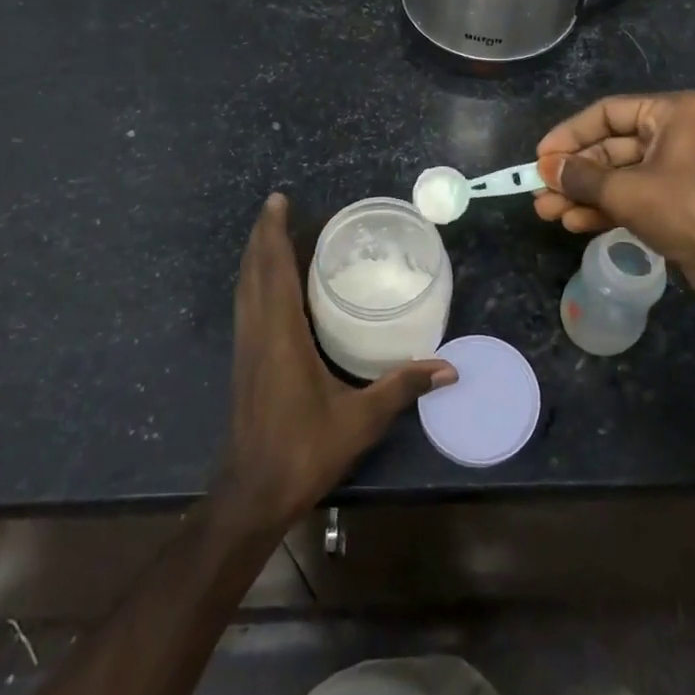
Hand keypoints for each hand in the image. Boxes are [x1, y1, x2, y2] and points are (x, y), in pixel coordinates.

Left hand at [213, 194, 455, 534]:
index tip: (278, 201)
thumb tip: (449, 368)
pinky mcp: (245, 361)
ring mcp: (247, 347)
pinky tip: (270, 283)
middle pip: (254, 271)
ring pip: (245, 288)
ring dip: (256, 256)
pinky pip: (247, 305)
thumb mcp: (360, 419)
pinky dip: (256, 281)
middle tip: (277, 206)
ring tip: (272, 232)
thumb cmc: (304, 450)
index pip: (274, 271)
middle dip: (263, 235)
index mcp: (281, 335)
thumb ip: (403, 387)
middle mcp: (258, 332)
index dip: (274, 233)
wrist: (252, 493)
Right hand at [534, 91, 694, 314]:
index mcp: (671, 113)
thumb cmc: (684, 210)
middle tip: (538, 190)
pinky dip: (603, 207)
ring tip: (546, 212)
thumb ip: (581, 176)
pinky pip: (631, 195)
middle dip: (573, 172)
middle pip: (609, 146)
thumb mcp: (626, 191)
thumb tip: (545, 167)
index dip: (570, 134)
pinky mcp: (674, 199)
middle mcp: (674, 133)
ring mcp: (674, 168)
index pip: (607, 113)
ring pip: (617, 175)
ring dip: (582, 193)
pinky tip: (572, 222)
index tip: (540, 156)